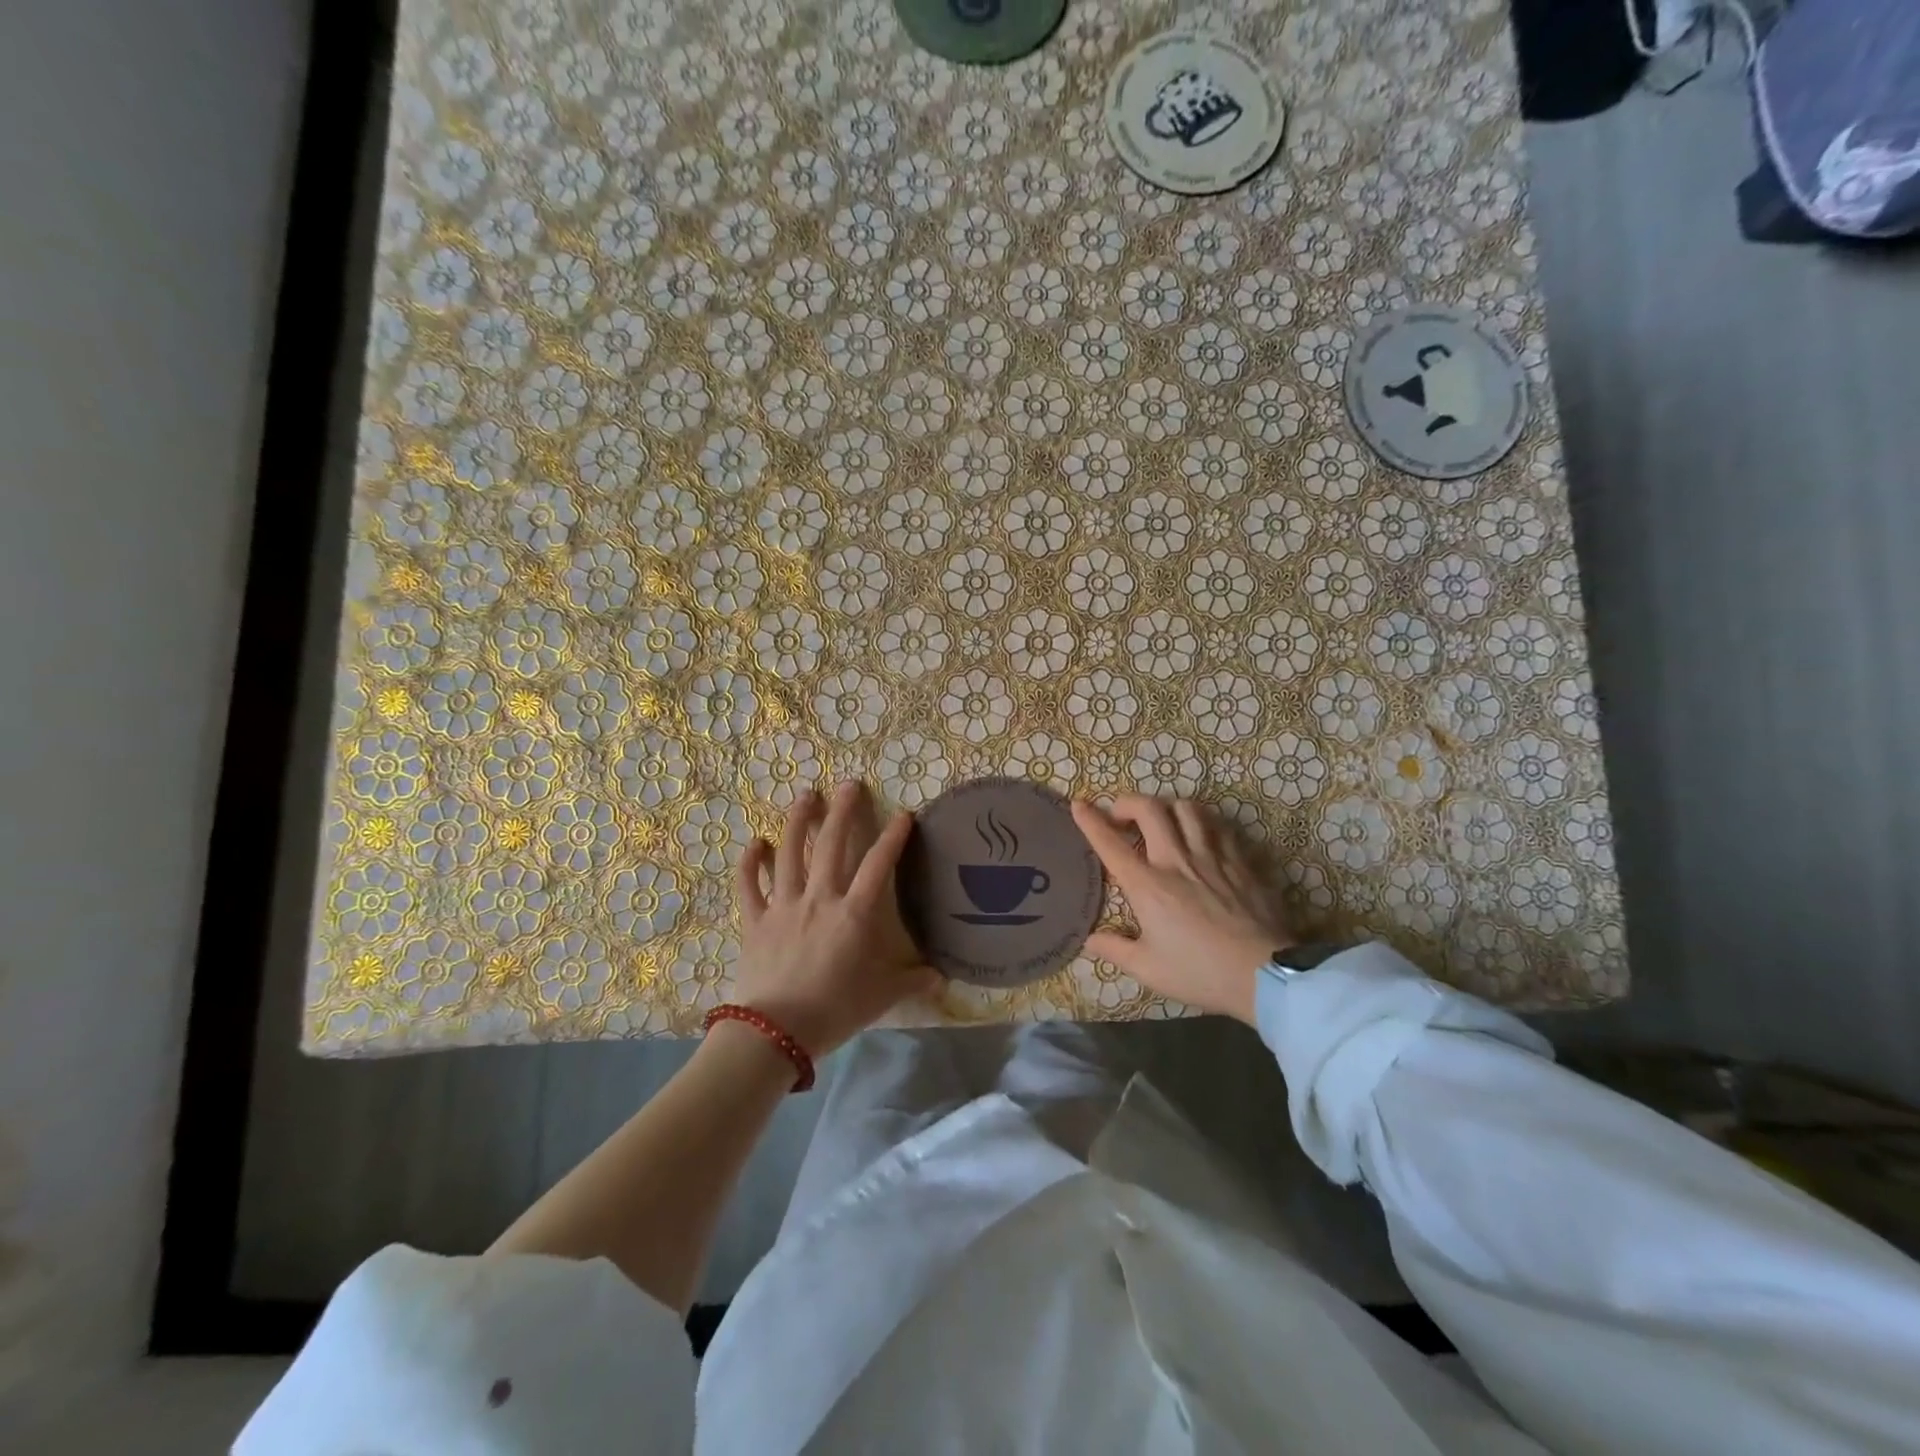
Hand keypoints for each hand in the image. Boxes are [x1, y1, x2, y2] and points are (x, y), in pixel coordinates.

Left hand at [735, 782, 932, 1056]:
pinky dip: (750, 862)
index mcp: (854, 913)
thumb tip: (942, 976)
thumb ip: (912, 980)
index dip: (893, 837)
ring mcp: (784, 906)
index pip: (879, 865)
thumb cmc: (835, 1010)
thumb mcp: (882, 996)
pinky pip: (750, 885)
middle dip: (842, 811)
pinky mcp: (756, 920)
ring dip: (798, 821)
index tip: (904, 815)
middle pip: (831, 844)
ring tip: (806, 795)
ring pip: (789, 853)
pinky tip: (754, 842)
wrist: (775, 1032)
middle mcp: (819, 899)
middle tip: (849, 784)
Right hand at [1071, 795, 1293, 1025]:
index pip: (1110, 844)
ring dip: (1169, 808)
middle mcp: (1176, 860)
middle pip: (1149, 809)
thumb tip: (1089, 939)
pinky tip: (1203, 836)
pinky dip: (1205, 824)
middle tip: (1122, 815)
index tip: (1079, 804)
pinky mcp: (1241, 862)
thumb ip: (1115, 950)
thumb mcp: (1148, 969)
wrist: (1264, 975)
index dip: (1090, 820)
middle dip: (1128, 802)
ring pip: (1188, 809)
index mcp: (1147, 885)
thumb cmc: (1199, 972)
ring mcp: (1212, 857)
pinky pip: (1220, 827)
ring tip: (1164, 820)